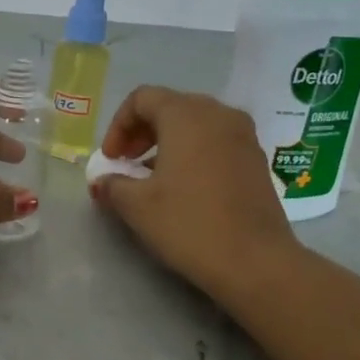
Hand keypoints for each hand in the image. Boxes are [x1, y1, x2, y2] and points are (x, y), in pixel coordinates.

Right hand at [90, 86, 296, 293]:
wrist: (255, 261)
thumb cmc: (189, 224)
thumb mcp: (137, 206)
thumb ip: (112, 185)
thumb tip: (103, 180)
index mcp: (186, 115)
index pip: (142, 98)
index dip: (118, 125)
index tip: (111, 160)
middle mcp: (218, 114)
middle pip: (170, 106)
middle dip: (142, 132)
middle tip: (126, 164)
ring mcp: (244, 136)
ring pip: (196, 124)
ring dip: (167, 143)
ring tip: (152, 178)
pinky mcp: (256, 160)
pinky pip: (216, 142)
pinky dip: (193, 154)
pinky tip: (183, 188)